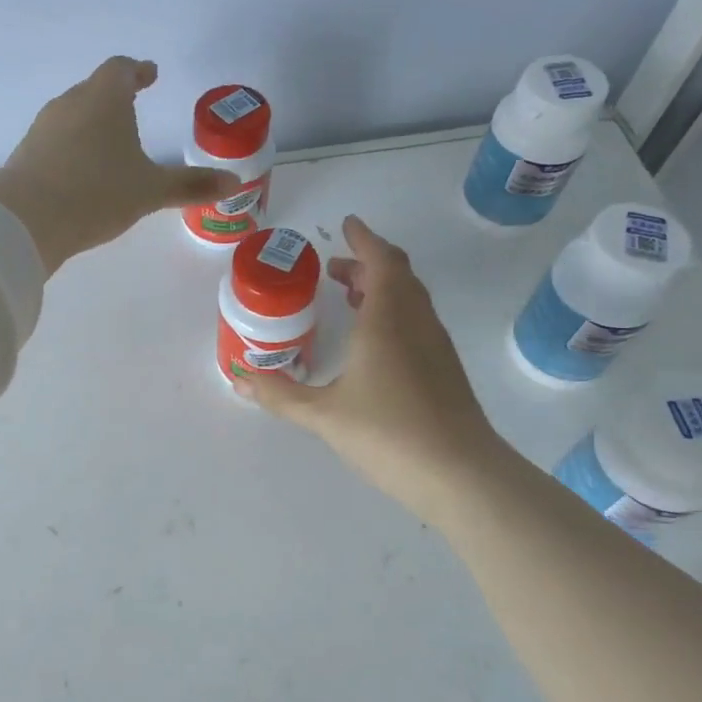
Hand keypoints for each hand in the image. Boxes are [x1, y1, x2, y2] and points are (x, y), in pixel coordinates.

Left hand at [0, 57, 239, 273]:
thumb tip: (235, 182)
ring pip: (73, 115)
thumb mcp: (150, 191)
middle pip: (94, 90)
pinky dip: (72, 148)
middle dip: (114, 98)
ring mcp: (43, 127)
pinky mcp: (26, 153)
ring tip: (109, 145)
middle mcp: (71, 103)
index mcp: (104, 98)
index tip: (149, 74)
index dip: (137, 71)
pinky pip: (56, 141)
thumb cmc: (97, 193)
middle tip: (133, 108)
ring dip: (92, 124)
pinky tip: (80, 173)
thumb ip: (190, 185)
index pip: (121, 69)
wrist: (27, 219)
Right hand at [234, 216, 502, 520]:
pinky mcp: (445, 371)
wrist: (461, 475)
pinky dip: (394, 313)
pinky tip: (373, 343)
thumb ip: (280, 395)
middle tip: (336, 268)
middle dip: (368, 264)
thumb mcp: (323, 415)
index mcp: (387, 320)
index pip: (382, 261)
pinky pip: (417, 322)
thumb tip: (240, 379)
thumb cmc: (388, 433)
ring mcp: (436, 347)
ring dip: (383, 288)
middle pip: (399, 275)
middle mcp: (416, 324)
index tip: (347, 225)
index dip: (365, 240)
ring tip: (351, 297)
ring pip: (411, 299)